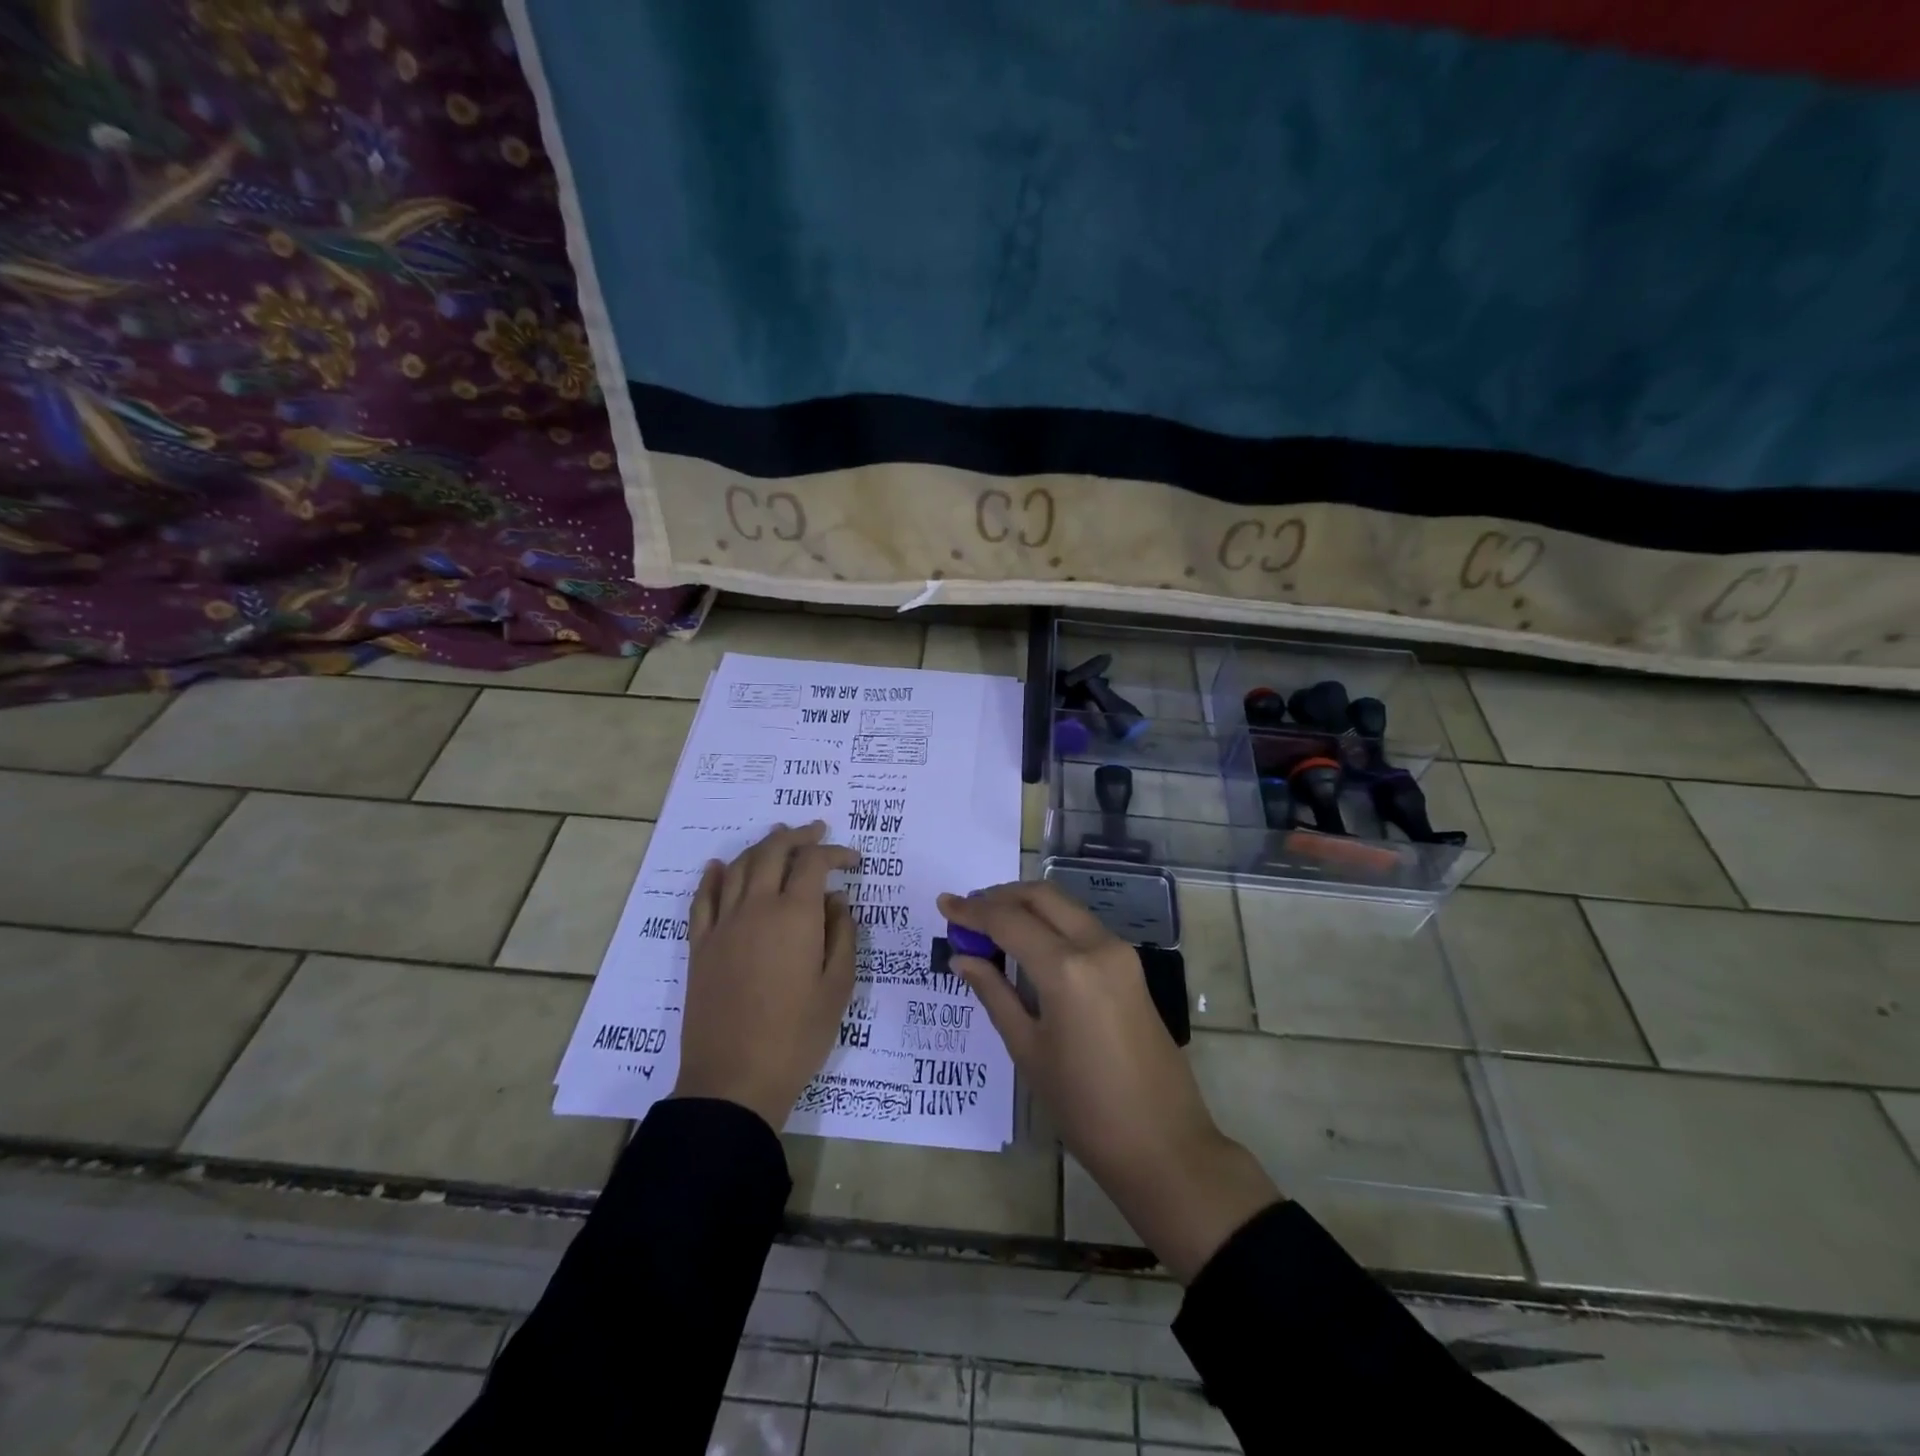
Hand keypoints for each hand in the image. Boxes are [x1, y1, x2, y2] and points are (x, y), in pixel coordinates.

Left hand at [674, 822, 858, 1130]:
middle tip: (815, 830)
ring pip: (739, 868)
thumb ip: (842, 935)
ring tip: (777, 838)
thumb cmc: (798, 1036)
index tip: (853, 860)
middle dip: (797, 836)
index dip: (835, 853)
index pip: (814, 863)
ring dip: (760, 847)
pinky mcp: (700, 946)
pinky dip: (713, 876)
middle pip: (773, 852)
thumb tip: (836, 901)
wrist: (734, 1079)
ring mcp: (722, 925)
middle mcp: (756, 908)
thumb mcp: (838, 987)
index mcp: (795, 916)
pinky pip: (703, 899)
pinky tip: (719, 866)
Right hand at [939, 882, 1281, 1281]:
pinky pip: (1082, 927)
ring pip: (1065, 906)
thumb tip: (962, 957)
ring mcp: (1120, 953)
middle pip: (1042, 896)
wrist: (1164, 1145)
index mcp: (1067, 969)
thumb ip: (994, 994)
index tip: (943, 904)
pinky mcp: (1131, 967)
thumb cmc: (1085, 1108)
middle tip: (967, 912)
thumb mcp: (1028, 1050)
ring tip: (990, 926)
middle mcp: (1097, 946)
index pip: (1009, 921)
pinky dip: (1050, 924)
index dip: (972, 911)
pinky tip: (1027, 944)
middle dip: (1000, 897)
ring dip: (1026, 907)